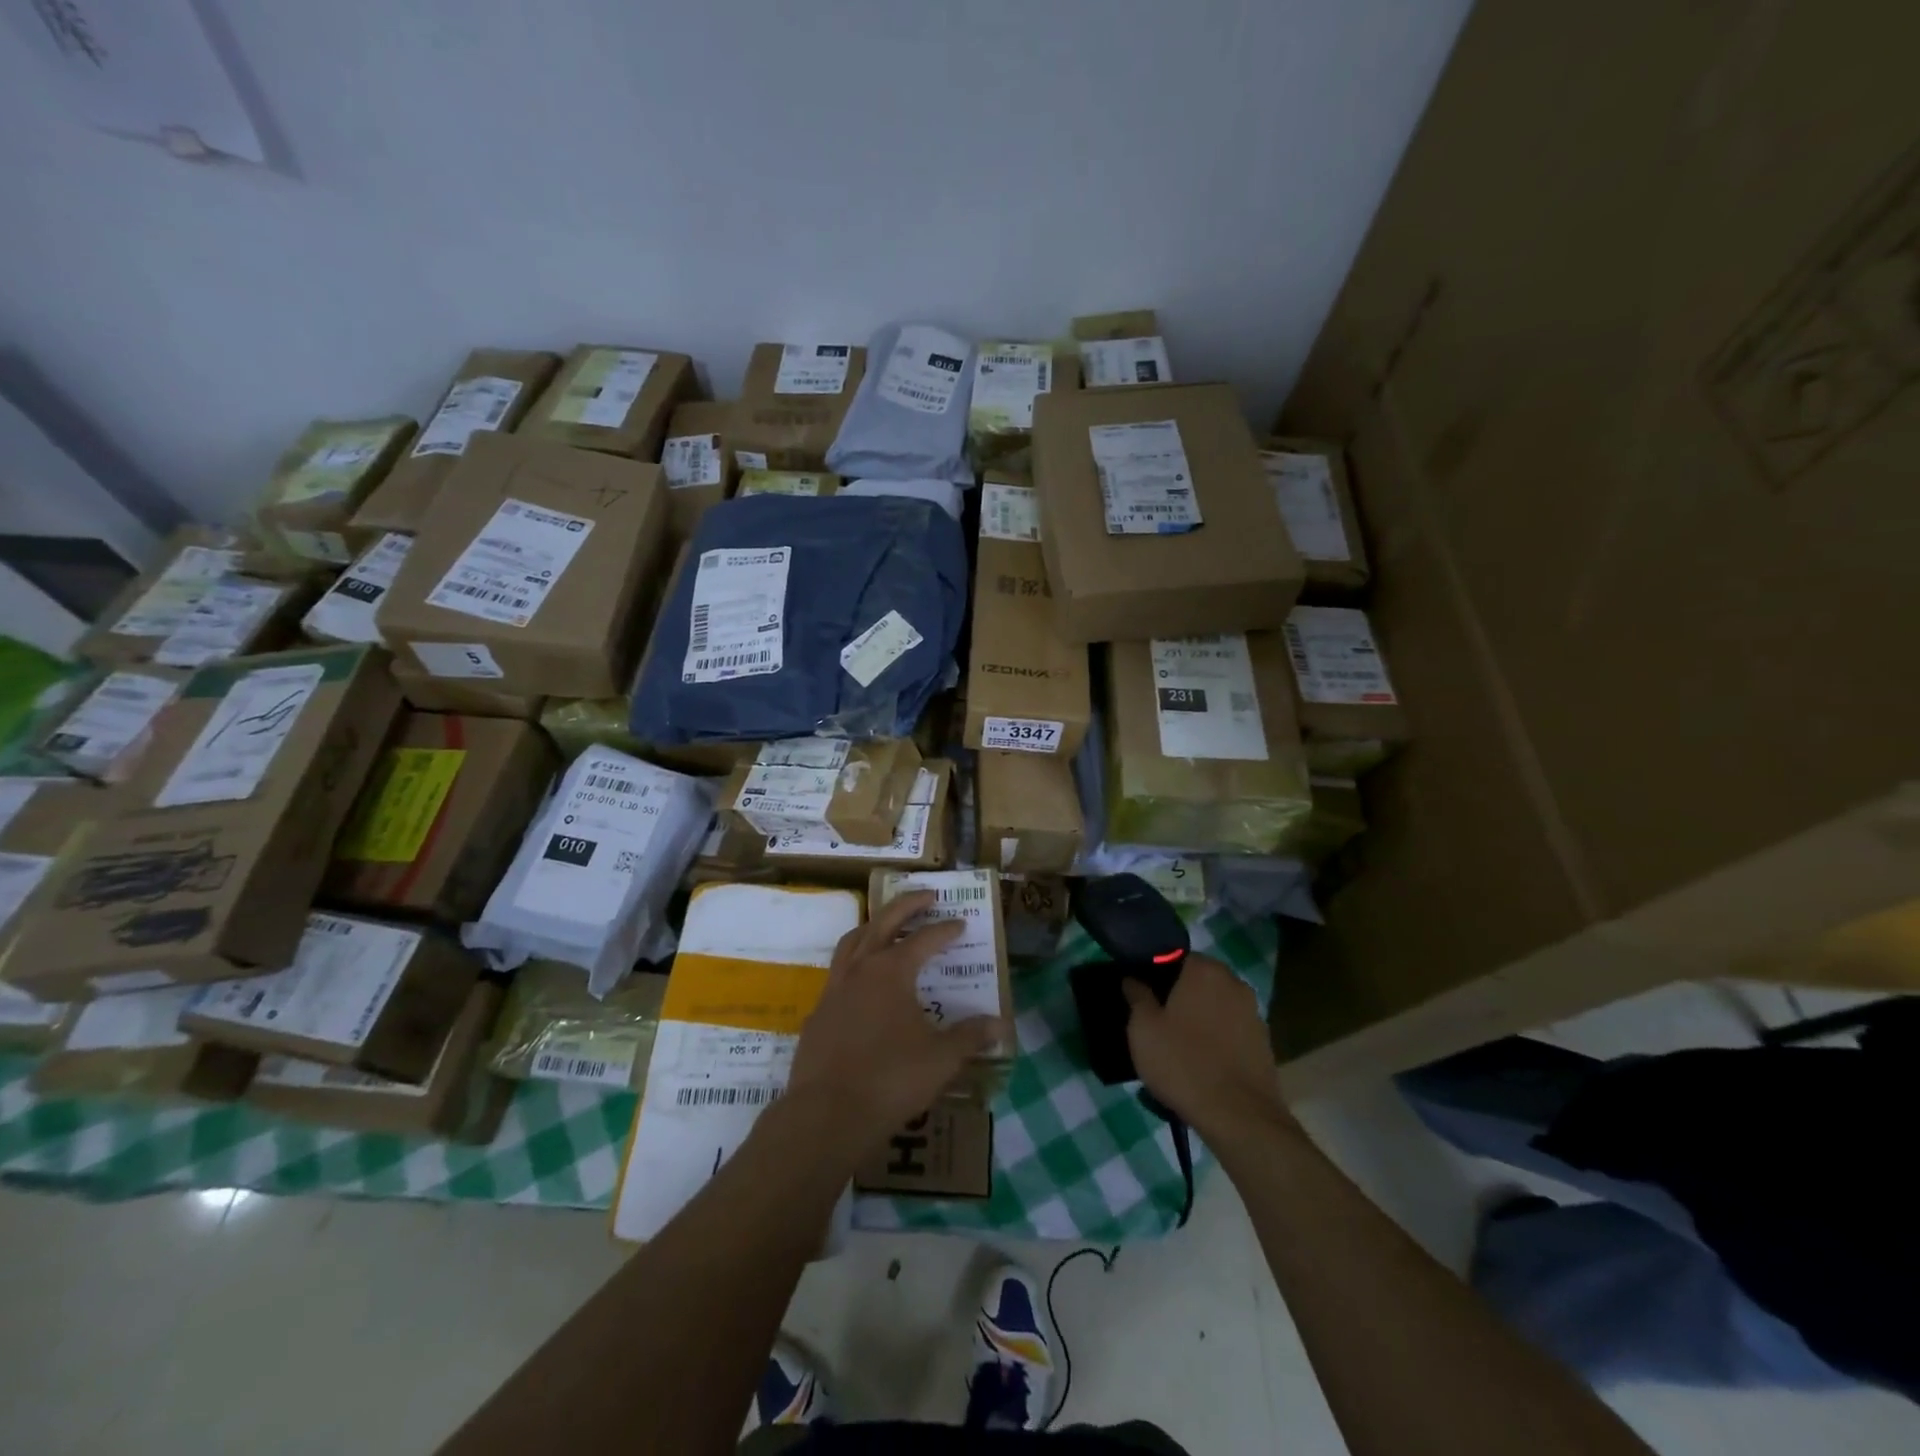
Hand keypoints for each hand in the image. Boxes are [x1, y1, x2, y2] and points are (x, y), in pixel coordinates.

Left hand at [786, 890, 1004, 1154]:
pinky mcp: (819, 1012)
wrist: (827, 1114)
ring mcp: (834, 989)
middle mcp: (861, 969)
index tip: (961, 923)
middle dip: (907, 905)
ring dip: (874, 926)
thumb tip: (1000, 1024)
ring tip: (889, 925)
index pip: (924, 939)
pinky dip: (855, 962)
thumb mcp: (941, 1059)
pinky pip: (838, 972)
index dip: (945, 929)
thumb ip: (970, 1037)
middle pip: (883, 922)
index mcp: (891, 971)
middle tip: (927, 895)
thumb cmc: (890, 1080)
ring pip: (853, 941)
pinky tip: (864, 982)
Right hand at [1123, 954, 1292, 1141]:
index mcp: (1204, 970)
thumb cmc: (1183, 1063)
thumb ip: (1137, 996)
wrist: (1238, 1116)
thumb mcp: (1143, 1029)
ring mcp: (1254, 1012)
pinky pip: (1232, 1029)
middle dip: (1180, 994)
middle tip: (1158, 1020)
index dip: (1157, 974)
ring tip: (1179, 1044)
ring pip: (1217, 1005)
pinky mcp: (1264, 1042)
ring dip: (1200, 1016)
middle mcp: (1234, 982)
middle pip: (1199, 980)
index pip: (1175, 956)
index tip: (1143, 995)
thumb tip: (1133, 979)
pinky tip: (1203, 1060)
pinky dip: (1218, 1037)